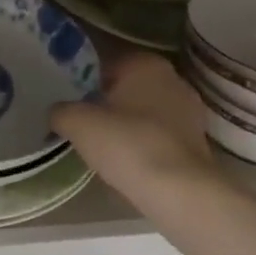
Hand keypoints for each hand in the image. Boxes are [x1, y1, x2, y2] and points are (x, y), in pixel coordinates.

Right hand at [51, 52, 213, 201]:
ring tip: (105, 147)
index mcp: (144, 63)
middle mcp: (172, 78)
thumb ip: (60, 111)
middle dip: (107, 103)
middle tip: (84, 125)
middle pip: (127, 87)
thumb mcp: (77, 124)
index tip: (71, 104)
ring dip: (127, 124)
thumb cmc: (127, 144)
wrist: (179, 190)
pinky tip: (130, 161)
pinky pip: (160, 133)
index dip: (84, 83)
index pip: (105, 64)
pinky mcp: (198, 138)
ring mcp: (190, 109)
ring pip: (145, 111)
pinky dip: (145, 142)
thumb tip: (57, 112)